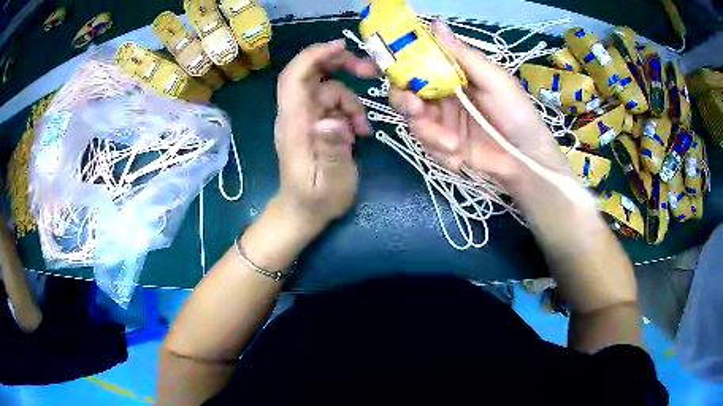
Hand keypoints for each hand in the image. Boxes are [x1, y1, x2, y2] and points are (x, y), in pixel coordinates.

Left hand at [274, 40, 376, 232]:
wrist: (302, 213)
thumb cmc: (316, 200)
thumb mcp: (331, 181)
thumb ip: (332, 150)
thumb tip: (332, 121)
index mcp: (294, 125)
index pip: (294, 78)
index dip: (314, 56)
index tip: (341, 46)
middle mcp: (296, 116)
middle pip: (310, 74)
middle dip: (339, 65)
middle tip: (368, 72)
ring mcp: (306, 119)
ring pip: (329, 90)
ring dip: (351, 101)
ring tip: (363, 128)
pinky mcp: (315, 125)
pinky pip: (333, 106)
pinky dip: (349, 112)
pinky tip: (359, 133)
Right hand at [389, 22, 569, 185]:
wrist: (526, 159)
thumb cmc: (515, 112)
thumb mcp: (493, 79)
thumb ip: (463, 55)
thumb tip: (435, 23)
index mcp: (451, 73)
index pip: (415, 62)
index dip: (391, 61)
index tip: (369, 66)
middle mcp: (441, 94)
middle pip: (404, 92)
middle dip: (404, 101)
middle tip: (417, 109)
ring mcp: (441, 121)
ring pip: (413, 122)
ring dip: (429, 134)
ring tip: (453, 145)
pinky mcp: (443, 146)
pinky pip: (427, 147)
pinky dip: (440, 154)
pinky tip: (460, 160)